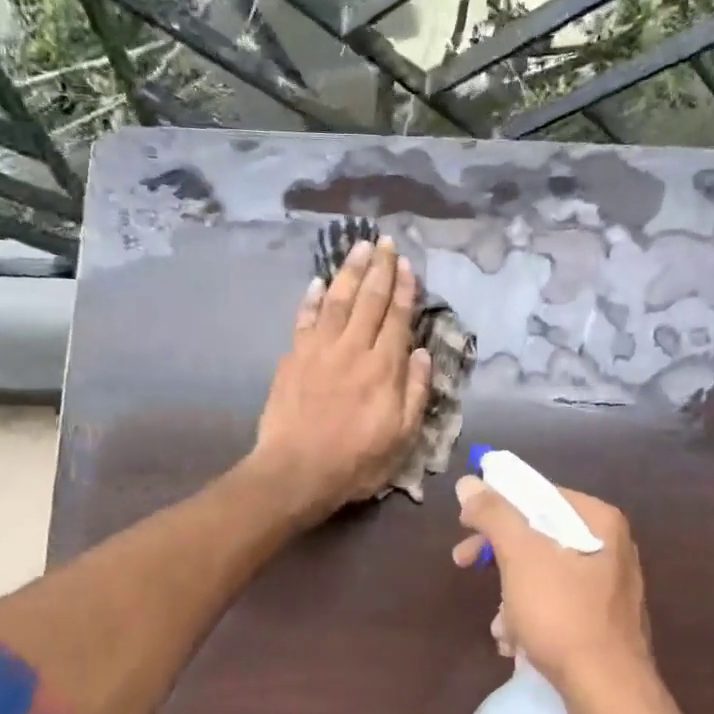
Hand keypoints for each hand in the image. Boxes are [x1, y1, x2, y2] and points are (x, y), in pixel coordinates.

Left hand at [251, 235, 431, 522]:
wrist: (296, 472)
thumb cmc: (356, 461)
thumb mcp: (402, 437)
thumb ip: (414, 392)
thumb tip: (420, 353)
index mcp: (383, 368)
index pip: (397, 318)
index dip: (403, 289)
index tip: (407, 265)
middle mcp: (352, 349)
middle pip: (369, 300)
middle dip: (379, 269)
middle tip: (385, 242)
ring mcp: (319, 350)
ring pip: (337, 301)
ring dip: (349, 271)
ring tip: (359, 247)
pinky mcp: (293, 358)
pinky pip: (305, 319)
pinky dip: (312, 298)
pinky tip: (318, 282)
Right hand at [451, 476, 675, 713]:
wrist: (609, 696)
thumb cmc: (564, 616)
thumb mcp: (521, 557)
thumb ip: (494, 515)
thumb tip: (469, 482)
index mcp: (599, 522)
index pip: (540, 494)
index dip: (497, 505)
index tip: (465, 524)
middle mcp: (611, 547)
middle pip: (540, 534)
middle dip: (499, 555)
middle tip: (462, 562)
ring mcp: (610, 587)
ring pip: (545, 572)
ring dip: (511, 594)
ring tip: (500, 626)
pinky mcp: (604, 622)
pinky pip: (558, 603)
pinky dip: (531, 616)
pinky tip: (515, 643)